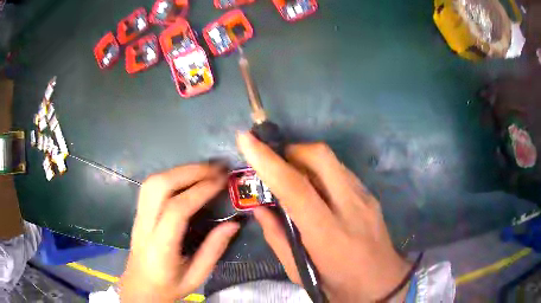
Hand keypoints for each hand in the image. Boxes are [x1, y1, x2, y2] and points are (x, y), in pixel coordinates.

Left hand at [119, 164, 239, 301]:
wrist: (140, 287)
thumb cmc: (168, 286)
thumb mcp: (196, 276)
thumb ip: (213, 250)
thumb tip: (233, 223)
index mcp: (160, 247)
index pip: (176, 210)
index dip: (200, 192)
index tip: (221, 182)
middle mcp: (145, 226)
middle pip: (160, 187)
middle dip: (189, 172)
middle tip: (216, 169)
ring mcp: (138, 217)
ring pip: (152, 182)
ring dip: (179, 170)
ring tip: (204, 170)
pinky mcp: (138, 213)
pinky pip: (151, 186)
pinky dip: (171, 175)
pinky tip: (186, 178)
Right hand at [237, 132, 409, 301]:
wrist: (383, 284)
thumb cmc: (338, 285)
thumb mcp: (299, 272)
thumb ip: (277, 237)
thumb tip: (259, 208)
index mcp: (327, 233)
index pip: (295, 187)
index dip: (267, 160)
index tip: (246, 139)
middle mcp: (350, 207)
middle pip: (320, 156)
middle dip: (291, 150)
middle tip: (275, 164)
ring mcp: (365, 198)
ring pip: (331, 160)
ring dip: (305, 159)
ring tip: (292, 177)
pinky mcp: (371, 195)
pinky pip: (341, 170)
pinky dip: (321, 170)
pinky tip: (316, 189)